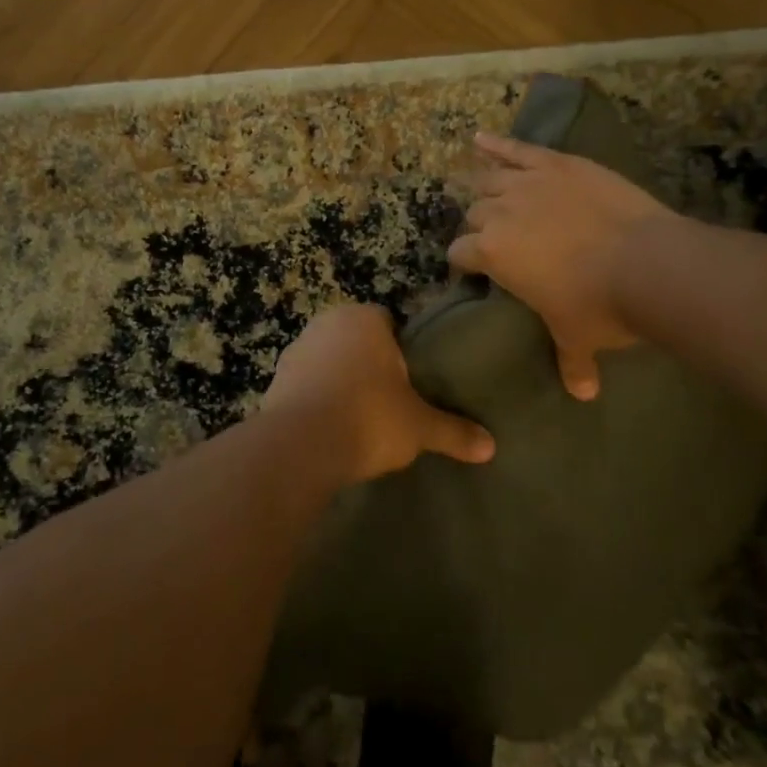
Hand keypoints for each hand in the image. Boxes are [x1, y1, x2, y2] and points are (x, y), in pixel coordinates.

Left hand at [263, 304, 494, 483]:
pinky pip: (305, 384)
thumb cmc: (368, 418)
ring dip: (339, 380)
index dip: (401, 350)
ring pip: (328, 360)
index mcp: (364, 319)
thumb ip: (453, 431)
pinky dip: (316, 399)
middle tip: (389, 399)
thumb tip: (491, 446)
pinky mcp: (274, 379)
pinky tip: (329, 427)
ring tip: (358, 417)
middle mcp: (327, 324)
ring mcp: (296, 349)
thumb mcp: (418, 427)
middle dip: (369, 364)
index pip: (388, 322)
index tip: (410, 379)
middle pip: (356, 340)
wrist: (300, 446)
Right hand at [451, 132, 676, 399]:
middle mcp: (500, 213)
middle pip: (475, 213)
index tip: (471, 267)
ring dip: (483, 186)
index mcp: (492, 253)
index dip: (464, 261)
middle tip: (492, 235)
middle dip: (479, 225)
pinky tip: (480, 138)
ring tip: (481, 188)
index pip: (460, 252)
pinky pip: (518, 149)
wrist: (647, 263)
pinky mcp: (558, 164)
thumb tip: (584, 395)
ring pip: (490, 179)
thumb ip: (572, 361)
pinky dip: (497, 143)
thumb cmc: (600, 305)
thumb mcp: (578, 336)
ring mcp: (529, 183)